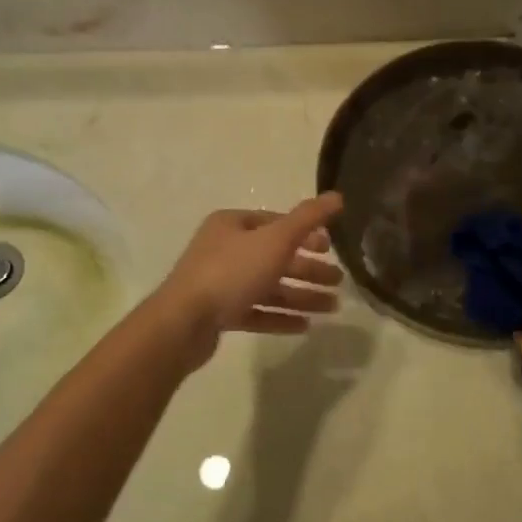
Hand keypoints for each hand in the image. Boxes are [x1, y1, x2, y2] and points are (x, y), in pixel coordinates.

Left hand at [151, 193, 345, 368]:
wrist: (183, 323)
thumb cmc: (231, 272)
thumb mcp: (275, 240)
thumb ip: (308, 218)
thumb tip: (337, 196)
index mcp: (232, 225)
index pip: (276, 223)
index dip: (306, 234)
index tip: (331, 249)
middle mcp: (224, 249)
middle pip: (274, 256)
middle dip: (308, 269)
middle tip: (338, 281)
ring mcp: (219, 283)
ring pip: (268, 286)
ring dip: (301, 296)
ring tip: (332, 307)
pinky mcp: (218, 314)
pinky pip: (256, 312)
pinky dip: (280, 316)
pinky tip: (305, 326)